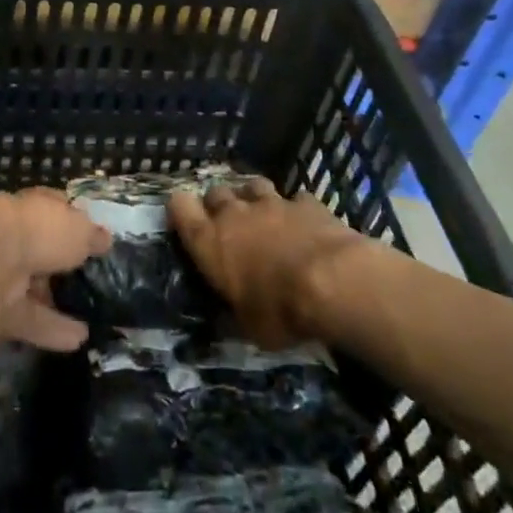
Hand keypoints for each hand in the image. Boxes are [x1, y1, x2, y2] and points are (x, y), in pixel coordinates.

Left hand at [0, 189, 110, 351]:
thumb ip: (91, 235)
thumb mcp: (77, 229)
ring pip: (30, 288)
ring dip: (56, 304)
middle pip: (38, 250)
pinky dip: (49, 329)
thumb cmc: (36, 231)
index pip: (50, 207)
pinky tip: (77, 340)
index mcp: (28, 207)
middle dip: (59, 265)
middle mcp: (10, 234)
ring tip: (90, 321)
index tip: (90, 234)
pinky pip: (24, 317)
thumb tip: (105, 238)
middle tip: (88, 281)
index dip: (70, 219)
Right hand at [169, 179, 362, 347]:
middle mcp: (234, 214)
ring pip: (252, 185)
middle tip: (228, 224)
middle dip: (218, 204)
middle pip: (215, 192)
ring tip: (261, 215)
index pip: (179, 207)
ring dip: (252, 198)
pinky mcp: (305, 202)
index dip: (181, 210)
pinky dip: (295, 209)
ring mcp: (271, 203)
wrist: (333, 281)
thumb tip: (225, 318)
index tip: (186, 221)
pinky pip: (294, 199)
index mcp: (210, 241)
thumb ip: (233, 312)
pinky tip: (303, 223)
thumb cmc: (279, 310)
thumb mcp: (248, 326)